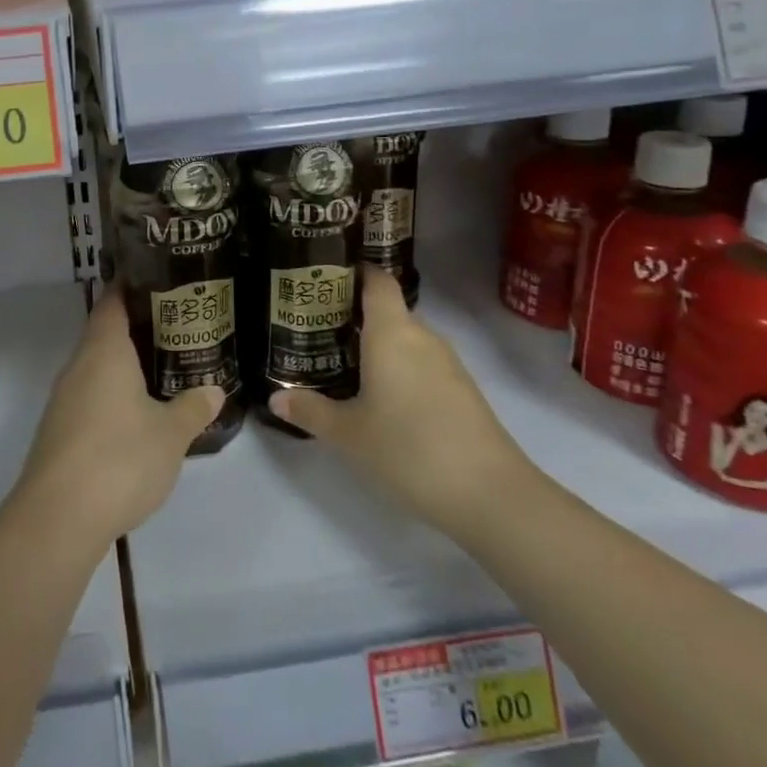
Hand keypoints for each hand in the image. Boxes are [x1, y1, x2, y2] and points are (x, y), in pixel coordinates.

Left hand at [15, 287, 223, 545]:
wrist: (58, 518)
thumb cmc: (119, 459)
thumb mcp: (170, 433)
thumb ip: (193, 407)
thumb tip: (214, 390)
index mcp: (103, 351)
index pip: (113, 301)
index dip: (133, 287)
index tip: (160, 280)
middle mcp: (79, 366)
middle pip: (105, 332)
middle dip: (138, 328)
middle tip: (178, 327)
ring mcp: (64, 399)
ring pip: (97, 367)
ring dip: (126, 364)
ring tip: (165, 367)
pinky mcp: (60, 430)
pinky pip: (91, 396)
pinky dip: (114, 394)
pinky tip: (138, 413)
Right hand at [268, 266, 532, 534]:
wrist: (491, 495)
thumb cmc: (409, 449)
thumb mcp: (349, 433)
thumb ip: (310, 411)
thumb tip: (275, 399)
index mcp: (392, 332)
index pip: (377, 281)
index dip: (355, 272)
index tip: (326, 277)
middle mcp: (422, 337)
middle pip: (388, 311)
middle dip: (355, 316)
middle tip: (318, 329)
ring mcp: (448, 364)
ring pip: (406, 340)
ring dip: (378, 345)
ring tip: (342, 362)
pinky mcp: (463, 390)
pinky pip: (422, 364)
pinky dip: (399, 368)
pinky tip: (381, 396)